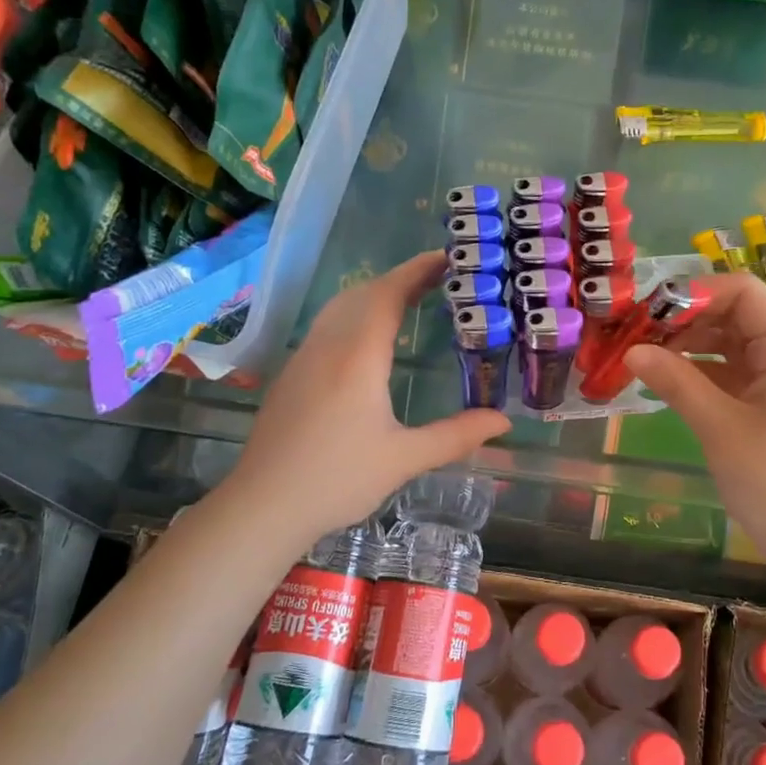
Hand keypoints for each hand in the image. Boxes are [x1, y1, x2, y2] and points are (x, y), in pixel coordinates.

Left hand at [227, 252, 510, 544]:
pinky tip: (367, 338)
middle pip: (363, 293)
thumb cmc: (337, 481)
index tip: (446, 258)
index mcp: (358, 357)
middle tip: (439, 278)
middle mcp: (327, 346)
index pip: (388, 294)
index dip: (417, 271)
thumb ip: (456, 436)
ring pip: (339, 307)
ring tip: (408, 299)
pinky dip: (355, 314)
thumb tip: (503, 421)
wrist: (263, 506)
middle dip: (400, 278)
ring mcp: (303, 358)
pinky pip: (326, 326)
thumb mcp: (404, 460)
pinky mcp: (291, 375)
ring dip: (374, 293)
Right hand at [625, 274, 765, 576]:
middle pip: (736, 316)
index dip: (694, 293)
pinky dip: (703, 375)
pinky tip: (669, 384)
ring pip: (733, 347)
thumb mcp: (722, 430)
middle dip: (685, 320)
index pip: (742, 293)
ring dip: (690, 348)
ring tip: (643, 360)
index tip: (646, 313)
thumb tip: (632, 351)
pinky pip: (736, 377)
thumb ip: (677, 383)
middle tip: (635, 337)